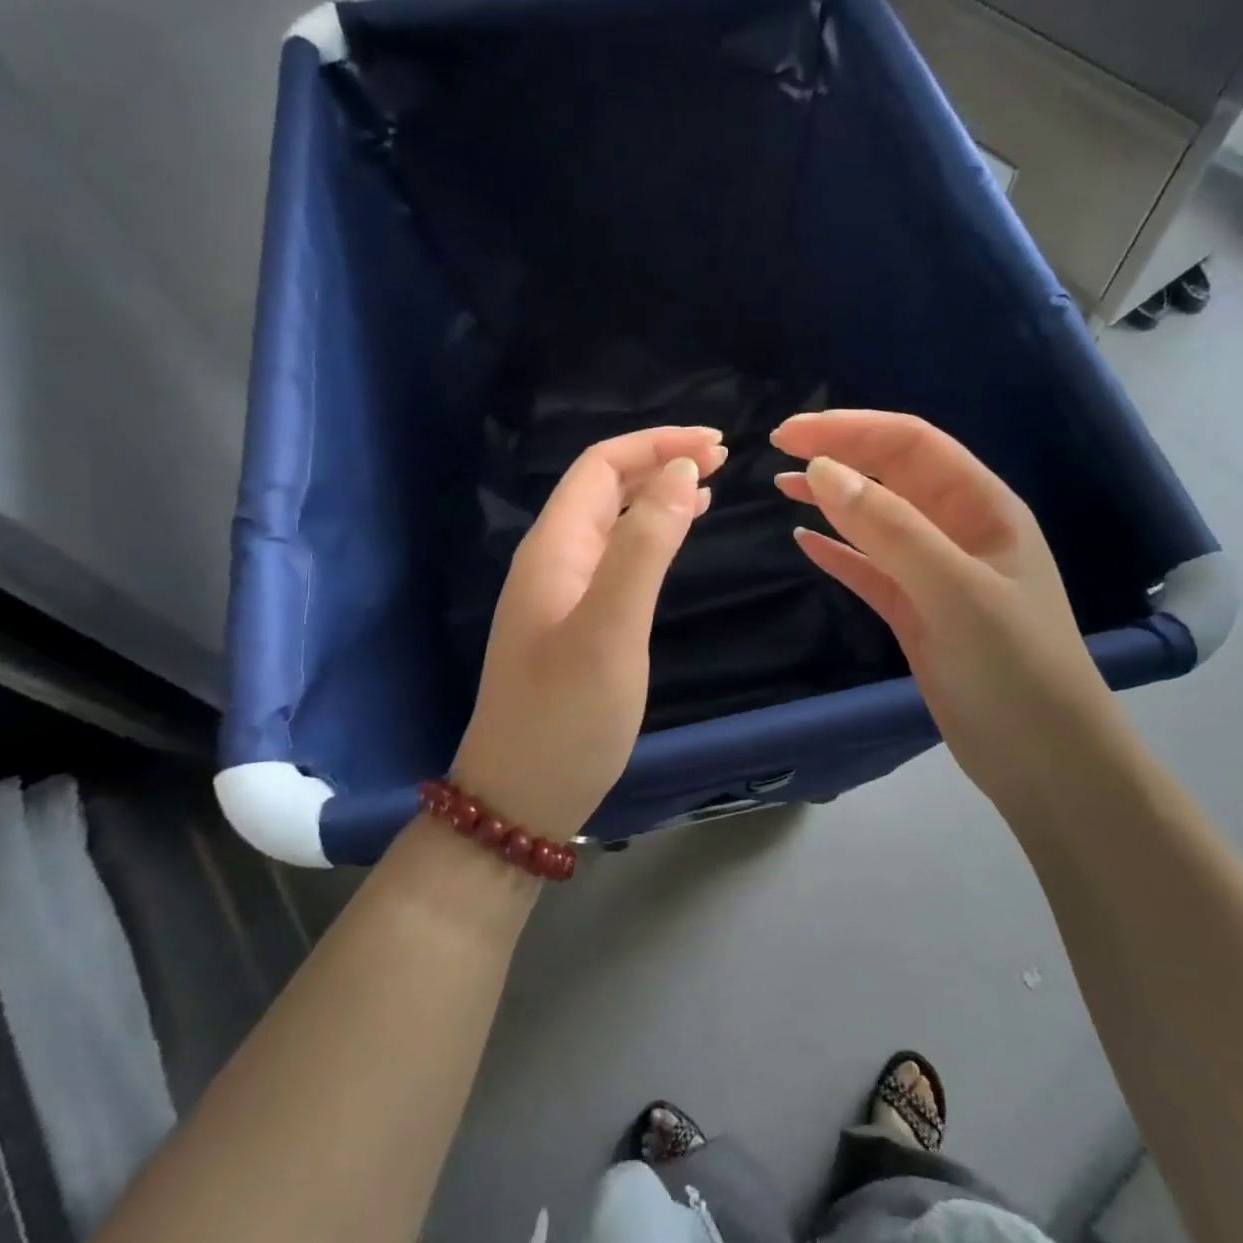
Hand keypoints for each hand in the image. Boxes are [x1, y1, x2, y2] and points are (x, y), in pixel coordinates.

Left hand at [450, 427, 724, 839]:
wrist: (520, 798)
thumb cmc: (566, 717)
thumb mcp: (611, 630)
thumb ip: (645, 548)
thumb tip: (681, 473)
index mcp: (554, 548)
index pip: (601, 466)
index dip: (656, 445)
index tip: (716, 446)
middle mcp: (553, 560)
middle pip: (605, 486)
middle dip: (660, 460)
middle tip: (722, 458)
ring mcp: (561, 593)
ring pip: (612, 520)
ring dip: (657, 494)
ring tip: (709, 486)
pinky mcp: (575, 622)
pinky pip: (615, 557)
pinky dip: (650, 535)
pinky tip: (674, 540)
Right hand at [772, 410, 1138, 803]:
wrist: (1045, 763)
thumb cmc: (1014, 669)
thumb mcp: (955, 591)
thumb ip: (890, 529)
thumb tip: (820, 470)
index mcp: (983, 508)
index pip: (911, 445)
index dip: (851, 430)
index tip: (790, 434)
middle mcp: (960, 531)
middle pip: (891, 475)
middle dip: (839, 455)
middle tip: (777, 449)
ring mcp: (937, 575)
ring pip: (877, 521)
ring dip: (832, 501)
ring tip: (781, 488)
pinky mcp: (917, 614)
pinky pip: (870, 570)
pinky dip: (838, 553)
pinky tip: (806, 543)